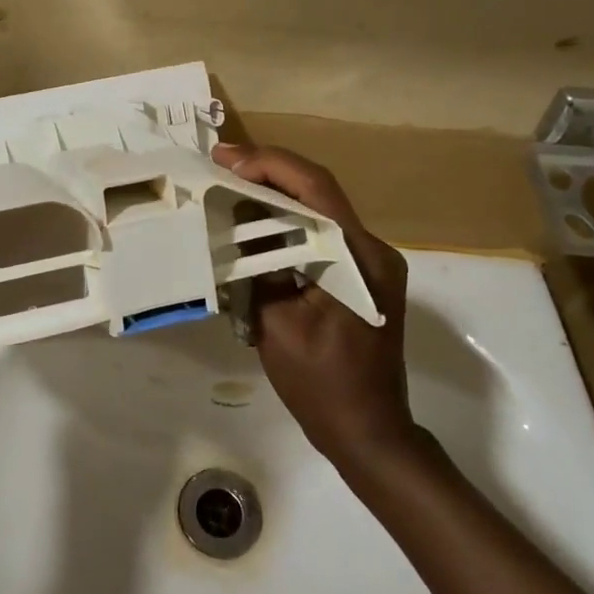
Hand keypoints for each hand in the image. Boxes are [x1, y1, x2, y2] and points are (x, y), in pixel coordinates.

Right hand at [213, 144, 420, 464]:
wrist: (371, 434)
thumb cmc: (323, 386)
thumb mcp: (277, 327)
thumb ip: (257, 270)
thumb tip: (237, 230)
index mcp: (360, 259)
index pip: (315, 189)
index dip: (269, 165)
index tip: (224, 159)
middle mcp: (373, 250)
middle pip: (318, 192)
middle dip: (268, 172)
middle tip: (220, 163)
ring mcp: (371, 263)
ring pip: (319, 210)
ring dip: (275, 195)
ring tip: (229, 185)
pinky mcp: (362, 277)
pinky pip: (321, 235)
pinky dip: (286, 223)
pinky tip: (254, 224)